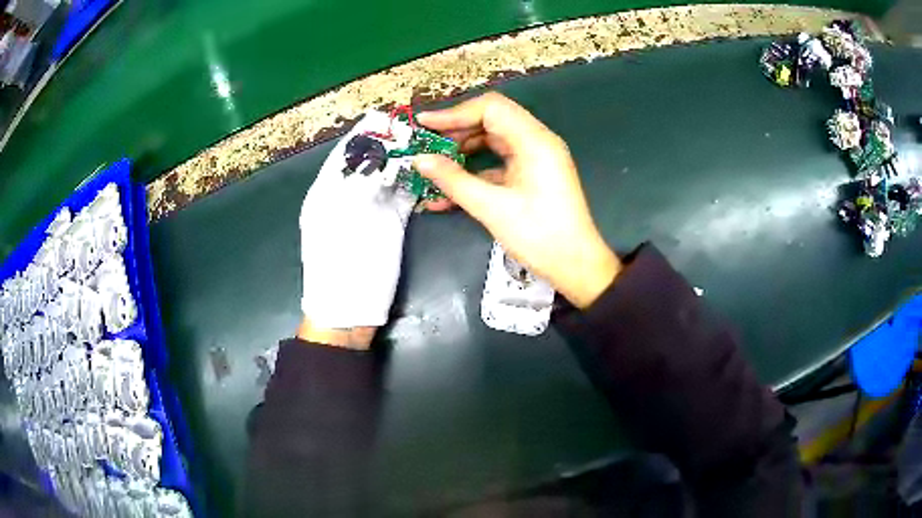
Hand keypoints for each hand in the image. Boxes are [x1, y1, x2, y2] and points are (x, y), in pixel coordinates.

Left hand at [298, 111, 416, 346]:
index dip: (364, 135)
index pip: (346, 153)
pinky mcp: (390, 225)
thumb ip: (358, 185)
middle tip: (416, 130)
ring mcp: (371, 210)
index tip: (387, 118)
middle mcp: (348, 196)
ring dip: (406, 162)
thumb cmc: (338, 267)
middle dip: (391, 144)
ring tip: (428, 145)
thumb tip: (378, 156)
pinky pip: (404, 197)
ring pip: (389, 177)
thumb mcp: (341, 222)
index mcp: (328, 193)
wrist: (348, 312)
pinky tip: (431, 172)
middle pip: (370, 162)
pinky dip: (416, 184)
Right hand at [414, 93, 619, 308]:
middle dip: (455, 132)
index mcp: (534, 141)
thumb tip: (418, 160)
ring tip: (432, 167)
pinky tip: (446, 193)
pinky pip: (498, 165)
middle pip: (491, 121)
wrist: (576, 267)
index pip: (491, 108)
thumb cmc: (539, 236)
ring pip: (492, 142)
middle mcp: (536, 142)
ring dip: (462, 153)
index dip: (454, 113)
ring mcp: (535, 159)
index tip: (423, 124)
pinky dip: (475, 173)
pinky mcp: (531, 177)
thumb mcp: (492, 208)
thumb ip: (453, 180)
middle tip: (425, 146)